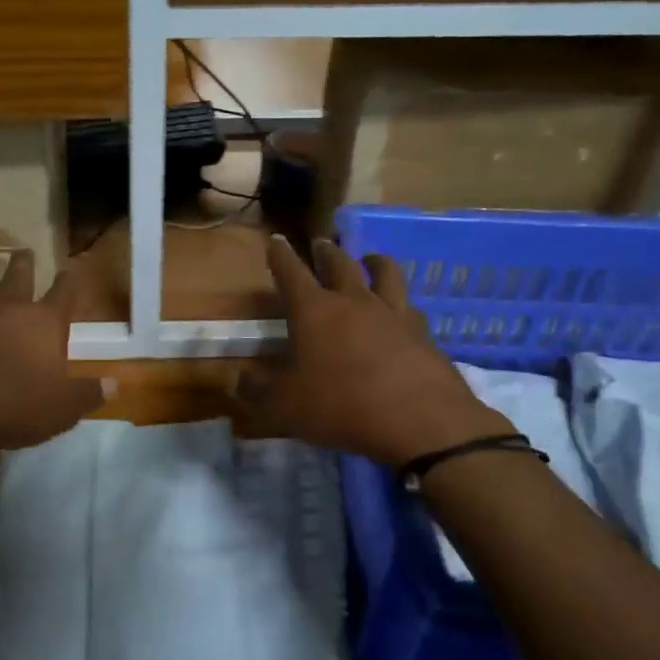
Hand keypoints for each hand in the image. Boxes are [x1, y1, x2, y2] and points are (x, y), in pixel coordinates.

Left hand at [0, 249, 106, 452]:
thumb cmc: (14, 407)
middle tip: (24, 250)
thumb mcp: (62, 409)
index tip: (70, 271)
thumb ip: (87, 394)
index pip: (63, 294)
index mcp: (43, 323)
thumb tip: (113, 384)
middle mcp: (6, 309)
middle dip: (24, 264)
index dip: (69, 282)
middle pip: (18, 278)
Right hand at [235, 236, 510, 467]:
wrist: (420, 420)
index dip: (281, 255)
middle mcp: (354, 302)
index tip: (276, 239)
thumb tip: (236, 380)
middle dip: (326, 252)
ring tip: (370, 260)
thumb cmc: (341, 406)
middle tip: (321, 244)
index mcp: (315, 311)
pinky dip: (401, 305)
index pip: (291, 273)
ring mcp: (393, 314)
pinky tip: (402, 313)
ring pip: (385, 273)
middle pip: (340, 264)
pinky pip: (410, 309)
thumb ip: (258, 391)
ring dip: (374, 262)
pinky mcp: (422, 334)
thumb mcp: (285, 406)